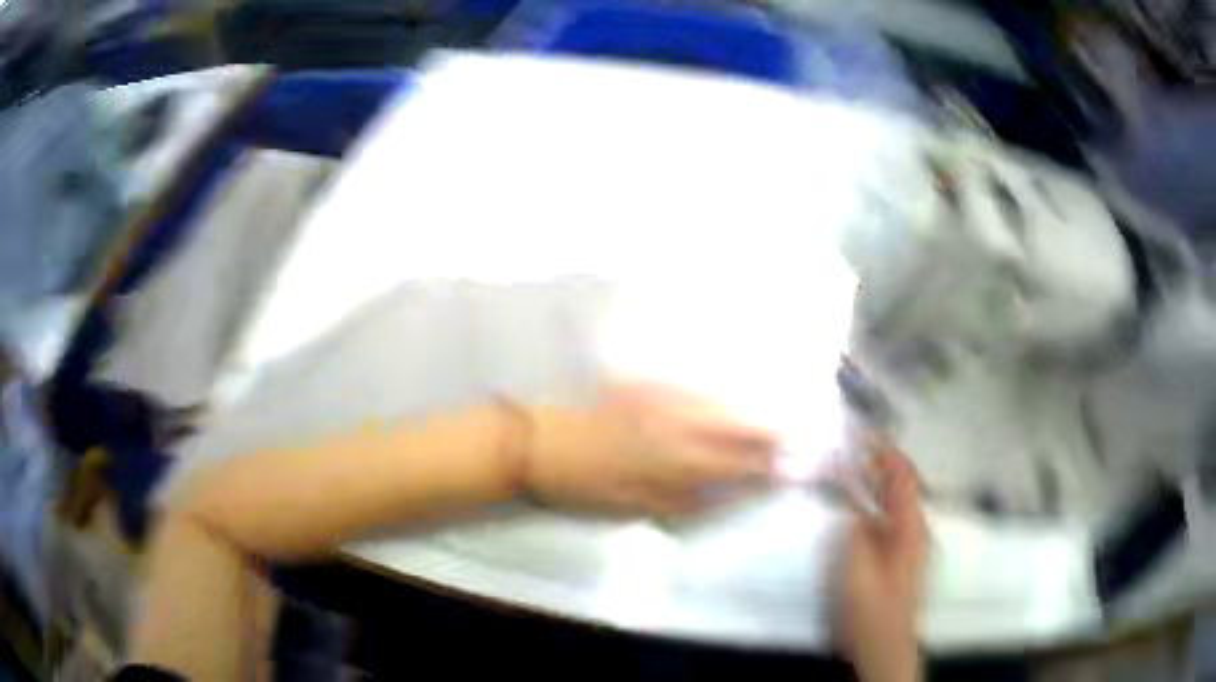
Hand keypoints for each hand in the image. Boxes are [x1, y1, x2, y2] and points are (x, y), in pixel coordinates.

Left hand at [518, 383, 777, 515]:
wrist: (534, 440)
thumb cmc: (580, 482)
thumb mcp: (630, 505)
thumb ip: (678, 501)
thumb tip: (718, 497)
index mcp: (674, 461)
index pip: (734, 463)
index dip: (766, 466)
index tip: (793, 467)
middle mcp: (676, 425)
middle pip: (735, 427)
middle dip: (771, 432)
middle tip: (798, 434)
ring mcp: (659, 400)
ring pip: (717, 403)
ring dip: (751, 409)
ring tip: (776, 414)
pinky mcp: (641, 384)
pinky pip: (689, 385)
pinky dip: (716, 392)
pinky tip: (727, 393)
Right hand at [836, 449, 926, 681]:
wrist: (886, 645)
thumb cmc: (872, 611)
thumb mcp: (857, 572)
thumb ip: (854, 533)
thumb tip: (850, 500)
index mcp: (910, 528)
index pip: (904, 476)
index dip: (886, 452)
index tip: (862, 436)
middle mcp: (915, 528)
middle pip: (901, 485)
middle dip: (877, 464)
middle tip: (846, 451)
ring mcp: (909, 542)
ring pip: (894, 501)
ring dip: (874, 483)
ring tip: (846, 472)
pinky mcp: (899, 555)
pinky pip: (888, 518)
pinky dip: (872, 504)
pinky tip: (853, 508)